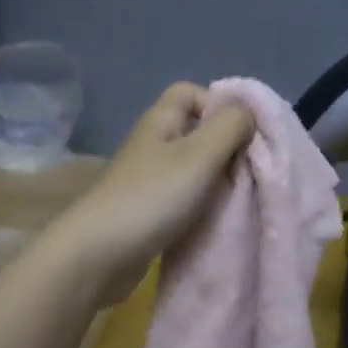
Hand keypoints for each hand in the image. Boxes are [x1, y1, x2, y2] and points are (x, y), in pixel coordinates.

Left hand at [56, 83, 254, 303]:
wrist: (99, 255)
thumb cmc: (152, 196)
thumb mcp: (200, 154)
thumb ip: (230, 126)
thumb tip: (248, 112)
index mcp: (160, 120)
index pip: (191, 92)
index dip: (219, 105)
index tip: (242, 134)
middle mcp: (153, 144)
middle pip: (197, 131)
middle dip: (226, 147)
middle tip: (248, 170)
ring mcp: (148, 179)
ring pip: (193, 167)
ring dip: (217, 180)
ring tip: (236, 197)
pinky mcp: (148, 210)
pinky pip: (184, 196)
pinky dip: (202, 204)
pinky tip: (215, 218)